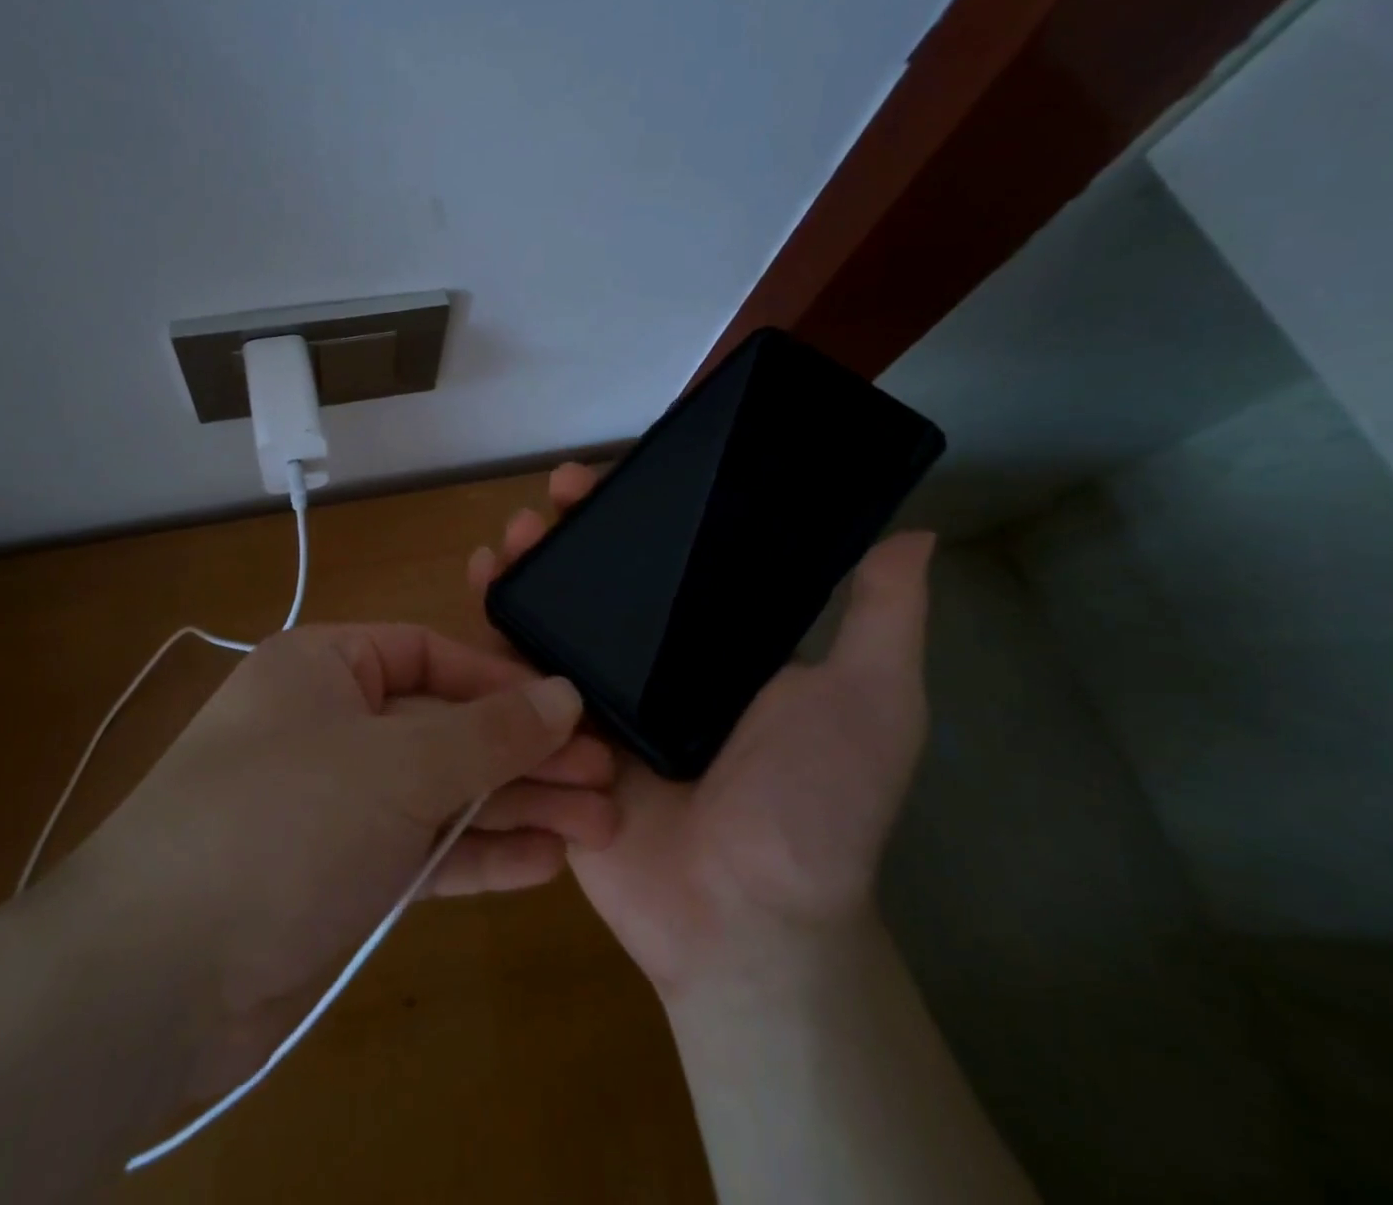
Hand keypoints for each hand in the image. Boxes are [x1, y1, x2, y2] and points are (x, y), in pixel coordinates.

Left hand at [49, 623, 613, 1084]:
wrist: (156, 974)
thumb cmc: (285, 819)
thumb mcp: (398, 761)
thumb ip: (487, 731)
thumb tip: (564, 695)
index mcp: (325, 667)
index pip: (429, 655)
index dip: (502, 683)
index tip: (569, 711)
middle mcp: (330, 724)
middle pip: (445, 727)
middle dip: (523, 755)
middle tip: (604, 779)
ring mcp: (337, 803)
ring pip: (442, 792)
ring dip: (515, 808)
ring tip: (597, 827)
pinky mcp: (342, 873)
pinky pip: (424, 849)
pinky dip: (479, 854)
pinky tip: (544, 864)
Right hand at [469, 465, 934, 993]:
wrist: (742, 920)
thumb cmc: (813, 806)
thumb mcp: (869, 701)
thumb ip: (882, 620)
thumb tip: (914, 534)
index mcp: (713, 645)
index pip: (672, 557)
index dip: (644, 509)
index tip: (624, 473)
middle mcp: (650, 662)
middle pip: (602, 578)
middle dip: (575, 527)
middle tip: (557, 493)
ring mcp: (594, 698)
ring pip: (551, 615)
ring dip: (527, 565)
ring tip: (510, 535)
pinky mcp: (548, 735)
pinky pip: (512, 675)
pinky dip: (489, 629)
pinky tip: (478, 582)